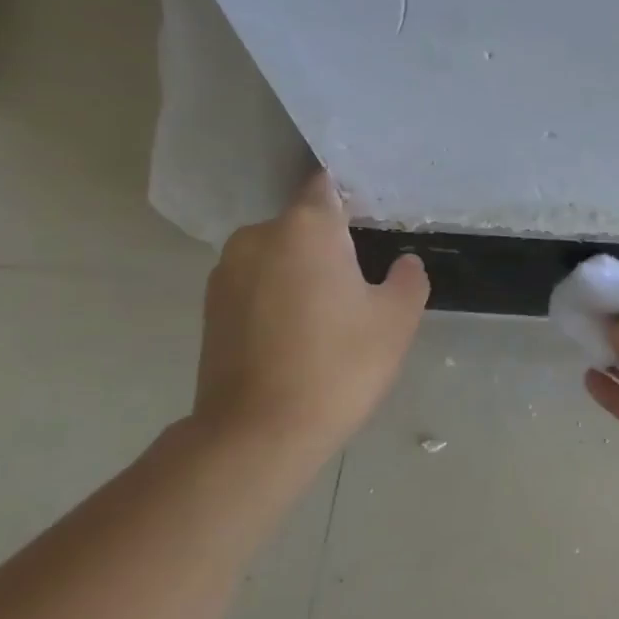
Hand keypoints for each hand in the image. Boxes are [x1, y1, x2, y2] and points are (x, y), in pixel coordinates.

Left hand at [193, 170, 428, 465]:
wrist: (258, 433)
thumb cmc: (339, 364)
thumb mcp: (397, 319)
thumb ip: (408, 279)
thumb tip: (403, 264)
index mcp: (306, 228)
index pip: (328, 185)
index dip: (353, 197)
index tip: (375, 220)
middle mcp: (258, 237)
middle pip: (304, 225)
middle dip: (332, 244)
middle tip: (363, 282)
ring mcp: (226, 272)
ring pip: (279, 256)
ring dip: (303, 272)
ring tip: (331, 315)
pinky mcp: (210, 307)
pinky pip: (257, 284)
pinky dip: (279, 296)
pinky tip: (299, 334)